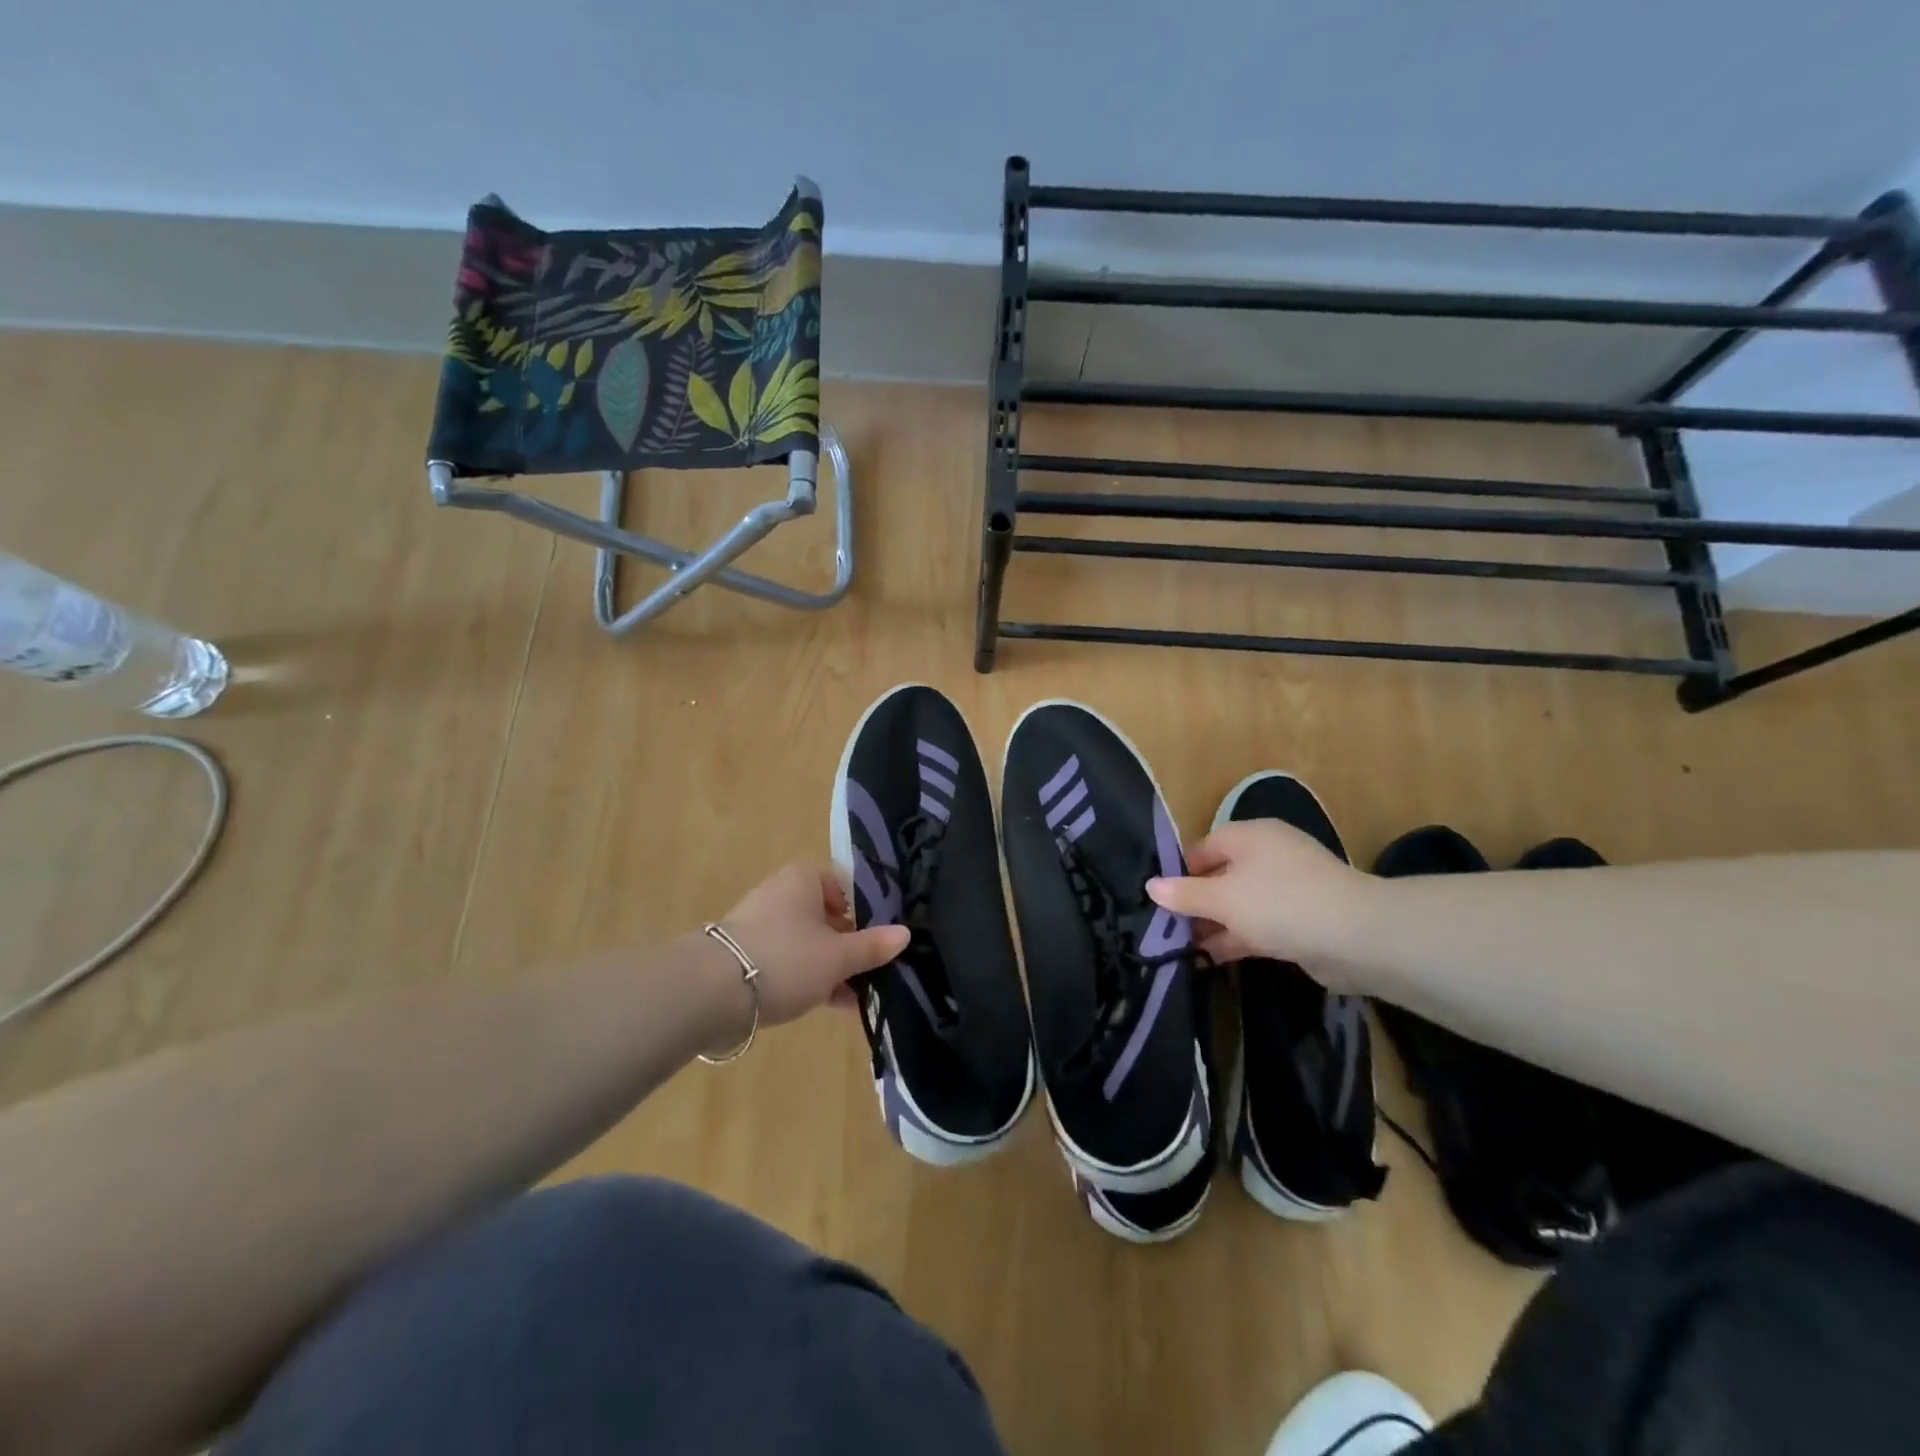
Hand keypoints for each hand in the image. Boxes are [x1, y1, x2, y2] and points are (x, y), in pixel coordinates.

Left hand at [715, 863, 907, 1026]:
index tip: (881, 941)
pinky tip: (832, 1005)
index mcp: (804, 879)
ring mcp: (762, 926)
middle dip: (851, 947)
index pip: (844, 887)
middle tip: (875, 972)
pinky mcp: (747, 957)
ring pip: (809, 944)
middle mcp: (782, 895)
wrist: (711, 992)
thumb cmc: (786, 959)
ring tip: (859, 997)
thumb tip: (906, 934)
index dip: (866, 913)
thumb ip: (873, 946)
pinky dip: (810, 979)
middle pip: (828, 918)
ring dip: (832, 968)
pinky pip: (790, 963)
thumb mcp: (838, 956)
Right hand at [1146, 819, 1377, 969]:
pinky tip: (1211, 958)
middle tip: (1164, 929)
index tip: (1156, 901)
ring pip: (1239, 904)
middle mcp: (1268, 856)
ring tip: (1181, 948)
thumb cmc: (1280, 904)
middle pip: (1220, 876)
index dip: (1178, 873)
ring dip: (1214, 925)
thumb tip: (1151, 886)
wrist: (1358, 937)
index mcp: (1249, 836)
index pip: (1202, 848)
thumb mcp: (1223, 899)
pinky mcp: (1301, 919)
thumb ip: (1185, 894)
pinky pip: (1258, 925)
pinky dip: (1236, 938)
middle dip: (1194, 903)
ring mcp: (1287, 888)